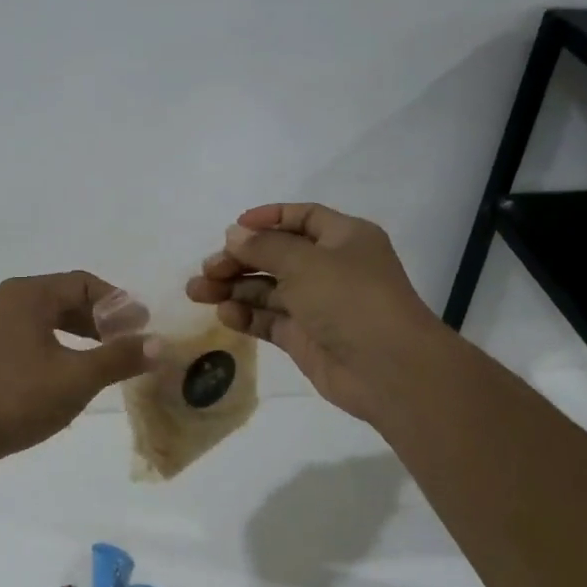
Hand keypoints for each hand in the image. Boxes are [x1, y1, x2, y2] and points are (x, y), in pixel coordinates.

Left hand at [0, 272, 152, 463]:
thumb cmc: (14, 397)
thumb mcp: (76, 378)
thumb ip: (118, 358)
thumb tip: (158, 343)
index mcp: (28, 294)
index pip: (84, 283)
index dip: (118, 302)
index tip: (141, 327)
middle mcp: (6, 302)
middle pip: (63, 299)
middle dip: (99, 320)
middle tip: (126, 344)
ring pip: (44, 321)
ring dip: (77, 336)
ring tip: (101, 361)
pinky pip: (27, 340)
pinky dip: (54, 349)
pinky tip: (64, 377)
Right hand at [187, 203, 440, 423]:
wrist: (388, 369)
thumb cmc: (350, 299)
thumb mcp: (305, 262)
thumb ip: (264, 247)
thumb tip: (234, 235)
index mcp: (343, 238)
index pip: (301, 218)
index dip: (267, 219)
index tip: (233, 229)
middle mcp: (331, 268)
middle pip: (277, 255)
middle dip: (239, 259)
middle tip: (207, 269)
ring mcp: (317, 305)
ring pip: (268, 289)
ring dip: (233, 288)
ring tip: (198, 292)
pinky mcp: (305, 337)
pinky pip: (270, 320)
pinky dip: (247, 315)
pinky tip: (224, 314)